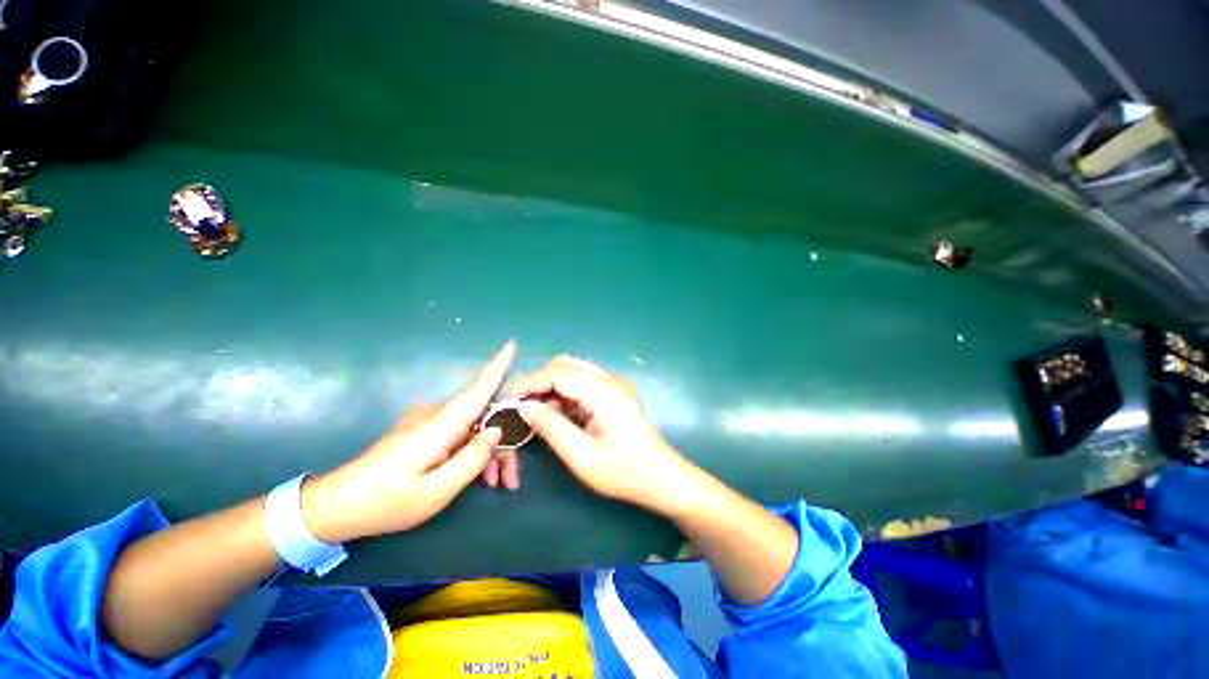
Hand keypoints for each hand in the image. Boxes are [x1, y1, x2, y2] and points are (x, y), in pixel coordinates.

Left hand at [302, 341, 514, 541]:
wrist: (336, 507)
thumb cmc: (385, 503)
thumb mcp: (434, 493)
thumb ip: (471, 460)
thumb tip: (497, 431)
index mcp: (439, 427)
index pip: (477, 390)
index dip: (497, 367)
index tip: (512, 344)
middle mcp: (436, 416)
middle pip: (485, 416)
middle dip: (504, 443)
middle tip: (511, 479)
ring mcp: (429, 422)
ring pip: (476, 426)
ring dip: (491, 451)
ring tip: (498, 483)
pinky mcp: (425, 430)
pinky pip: (462, 433)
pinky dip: (475, 450)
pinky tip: (480, 476)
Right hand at [508, 356, 703, 516]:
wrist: (662, 478)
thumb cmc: (624, 472)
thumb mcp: (582, 455)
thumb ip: (551, 426)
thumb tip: (524, 406)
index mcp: (602, 391)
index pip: (557, 373)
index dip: (529, 383)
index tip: (508, 401)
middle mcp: (609, 379)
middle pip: (566, 365)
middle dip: (540, 382)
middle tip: (523, 407)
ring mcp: (615, 385)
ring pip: (575, 371)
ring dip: (554, 386)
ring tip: (539, 413)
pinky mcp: (617, 393)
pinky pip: (585, 383)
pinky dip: (567, 392)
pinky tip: (561, 413)